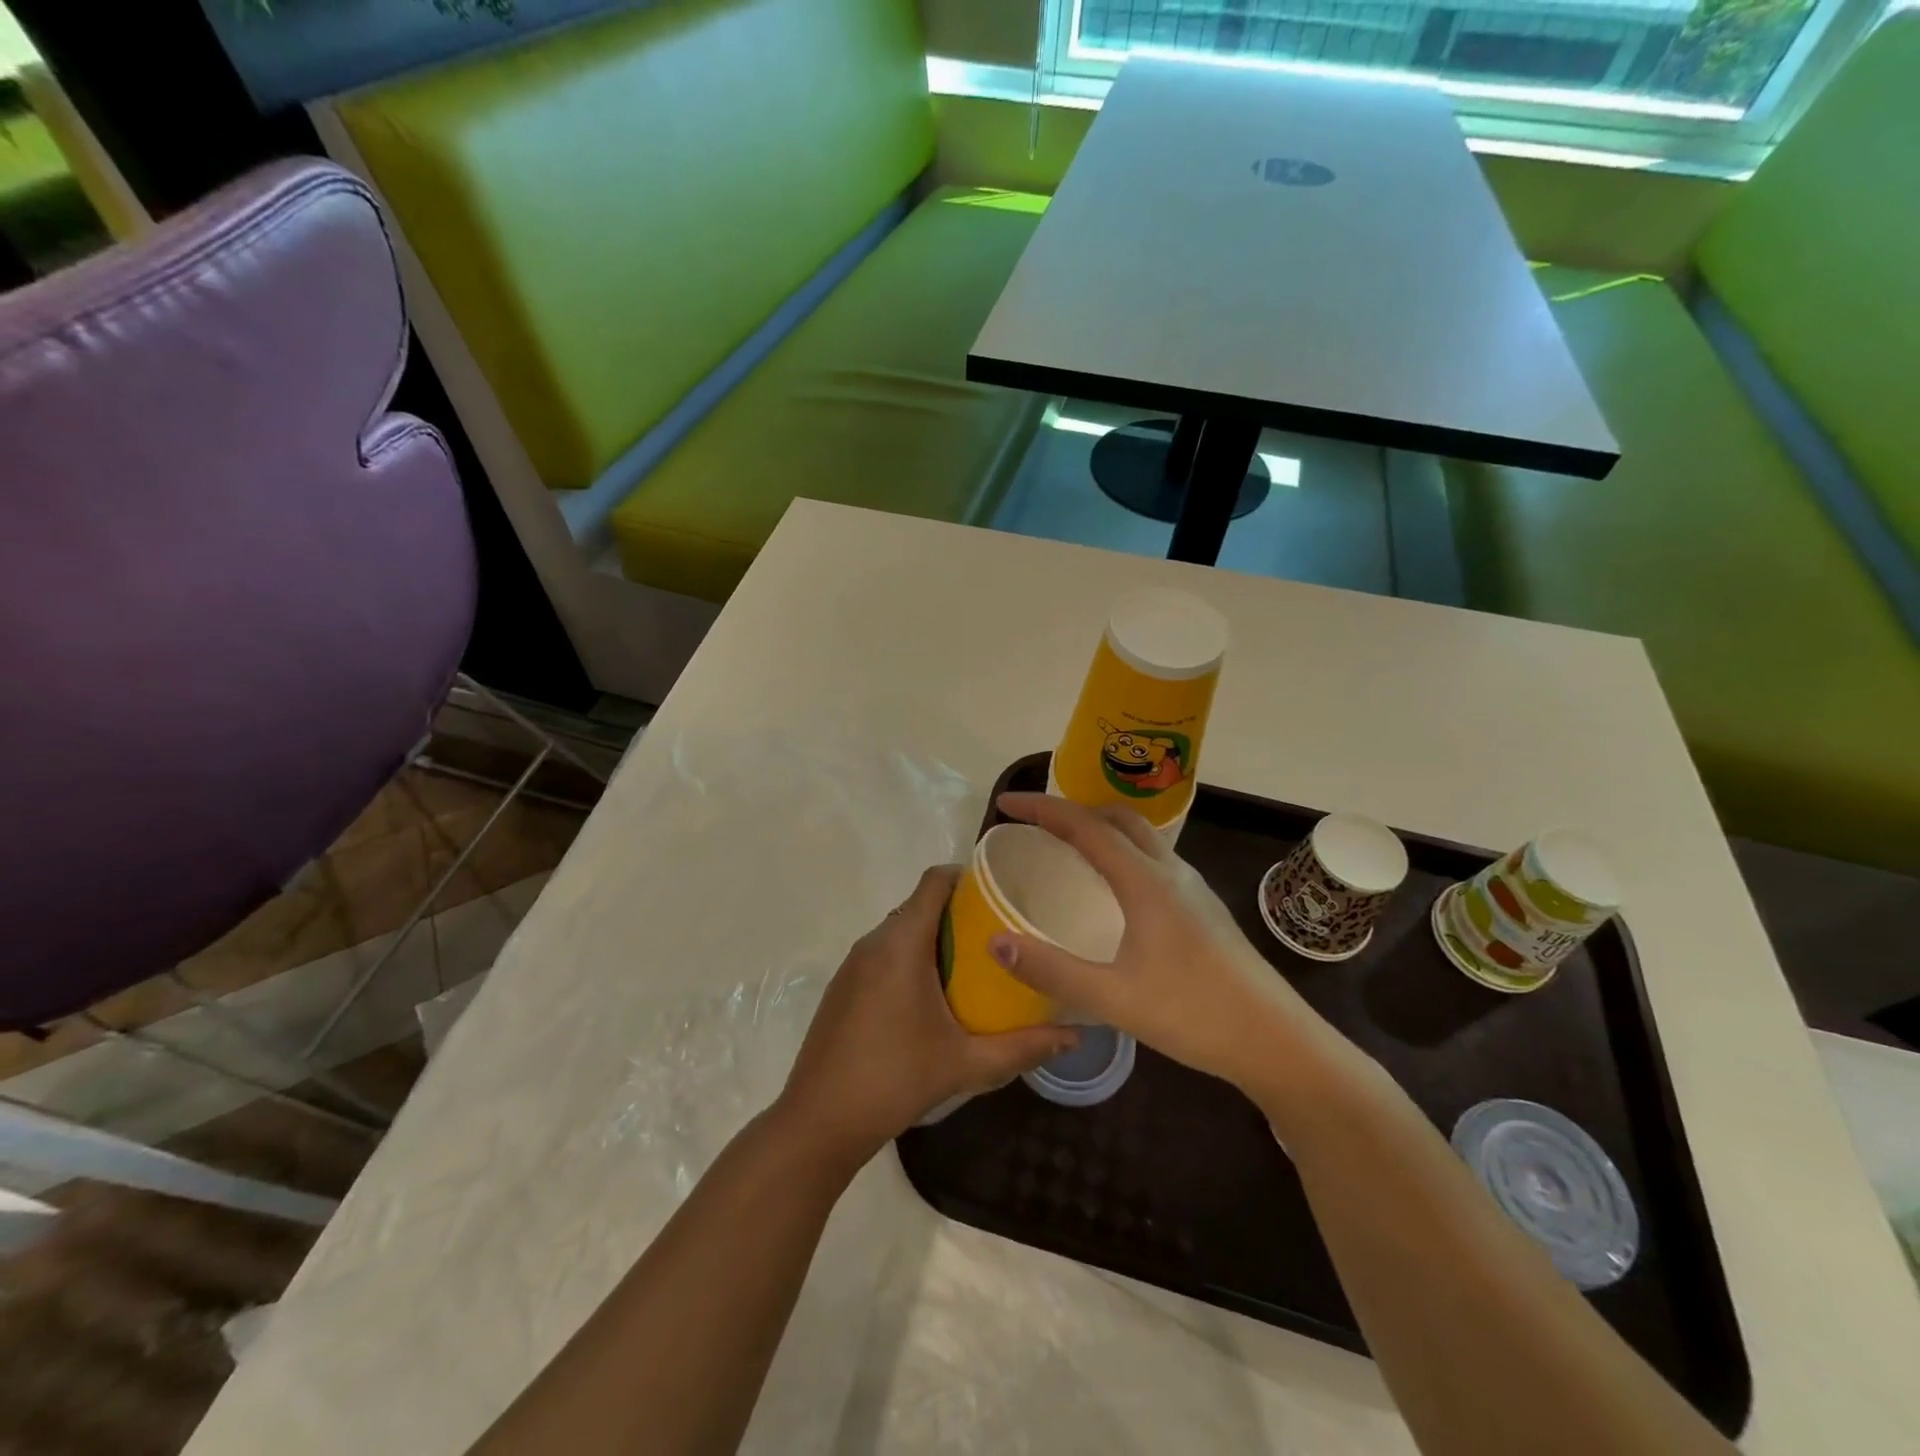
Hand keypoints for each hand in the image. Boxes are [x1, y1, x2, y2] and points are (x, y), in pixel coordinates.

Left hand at [777, 866, 1078, 1170]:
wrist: (819, 1121)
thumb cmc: (895, 1079)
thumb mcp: (966, 1063)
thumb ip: (1023, 1046)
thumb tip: (1076, 1036)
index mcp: (902, 943)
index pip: (934, 881)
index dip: (968, 877)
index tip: (1003, 893)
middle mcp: (874, 941)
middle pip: (921, 904)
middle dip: (960, 912)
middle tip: (1001, 934)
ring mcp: (853, 964)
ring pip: (901, 930)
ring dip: (935, 937)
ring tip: (975, 964)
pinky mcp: (844, 986)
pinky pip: (884, 953)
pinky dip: (911, 957)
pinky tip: (933, 996)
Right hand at [987, 793, 1374, 1119]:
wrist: (1276, 1041)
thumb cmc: (1194, 1014)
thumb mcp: (1113, 998)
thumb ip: (1051, 970)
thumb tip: (995, 941)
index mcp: (1145, 881)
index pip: (1084, 825)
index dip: (1041, 808)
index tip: (1004, 803)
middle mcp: (1170, 871)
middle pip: (1116, 817)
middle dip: (1072, 810)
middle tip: (1035, 825)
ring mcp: (1192, 887)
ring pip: (1140, 836)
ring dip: (1100, 828)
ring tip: (1067, 848)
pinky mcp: (1203, 907)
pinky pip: (1153, 858)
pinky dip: (1122, 851)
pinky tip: (1113, 889)